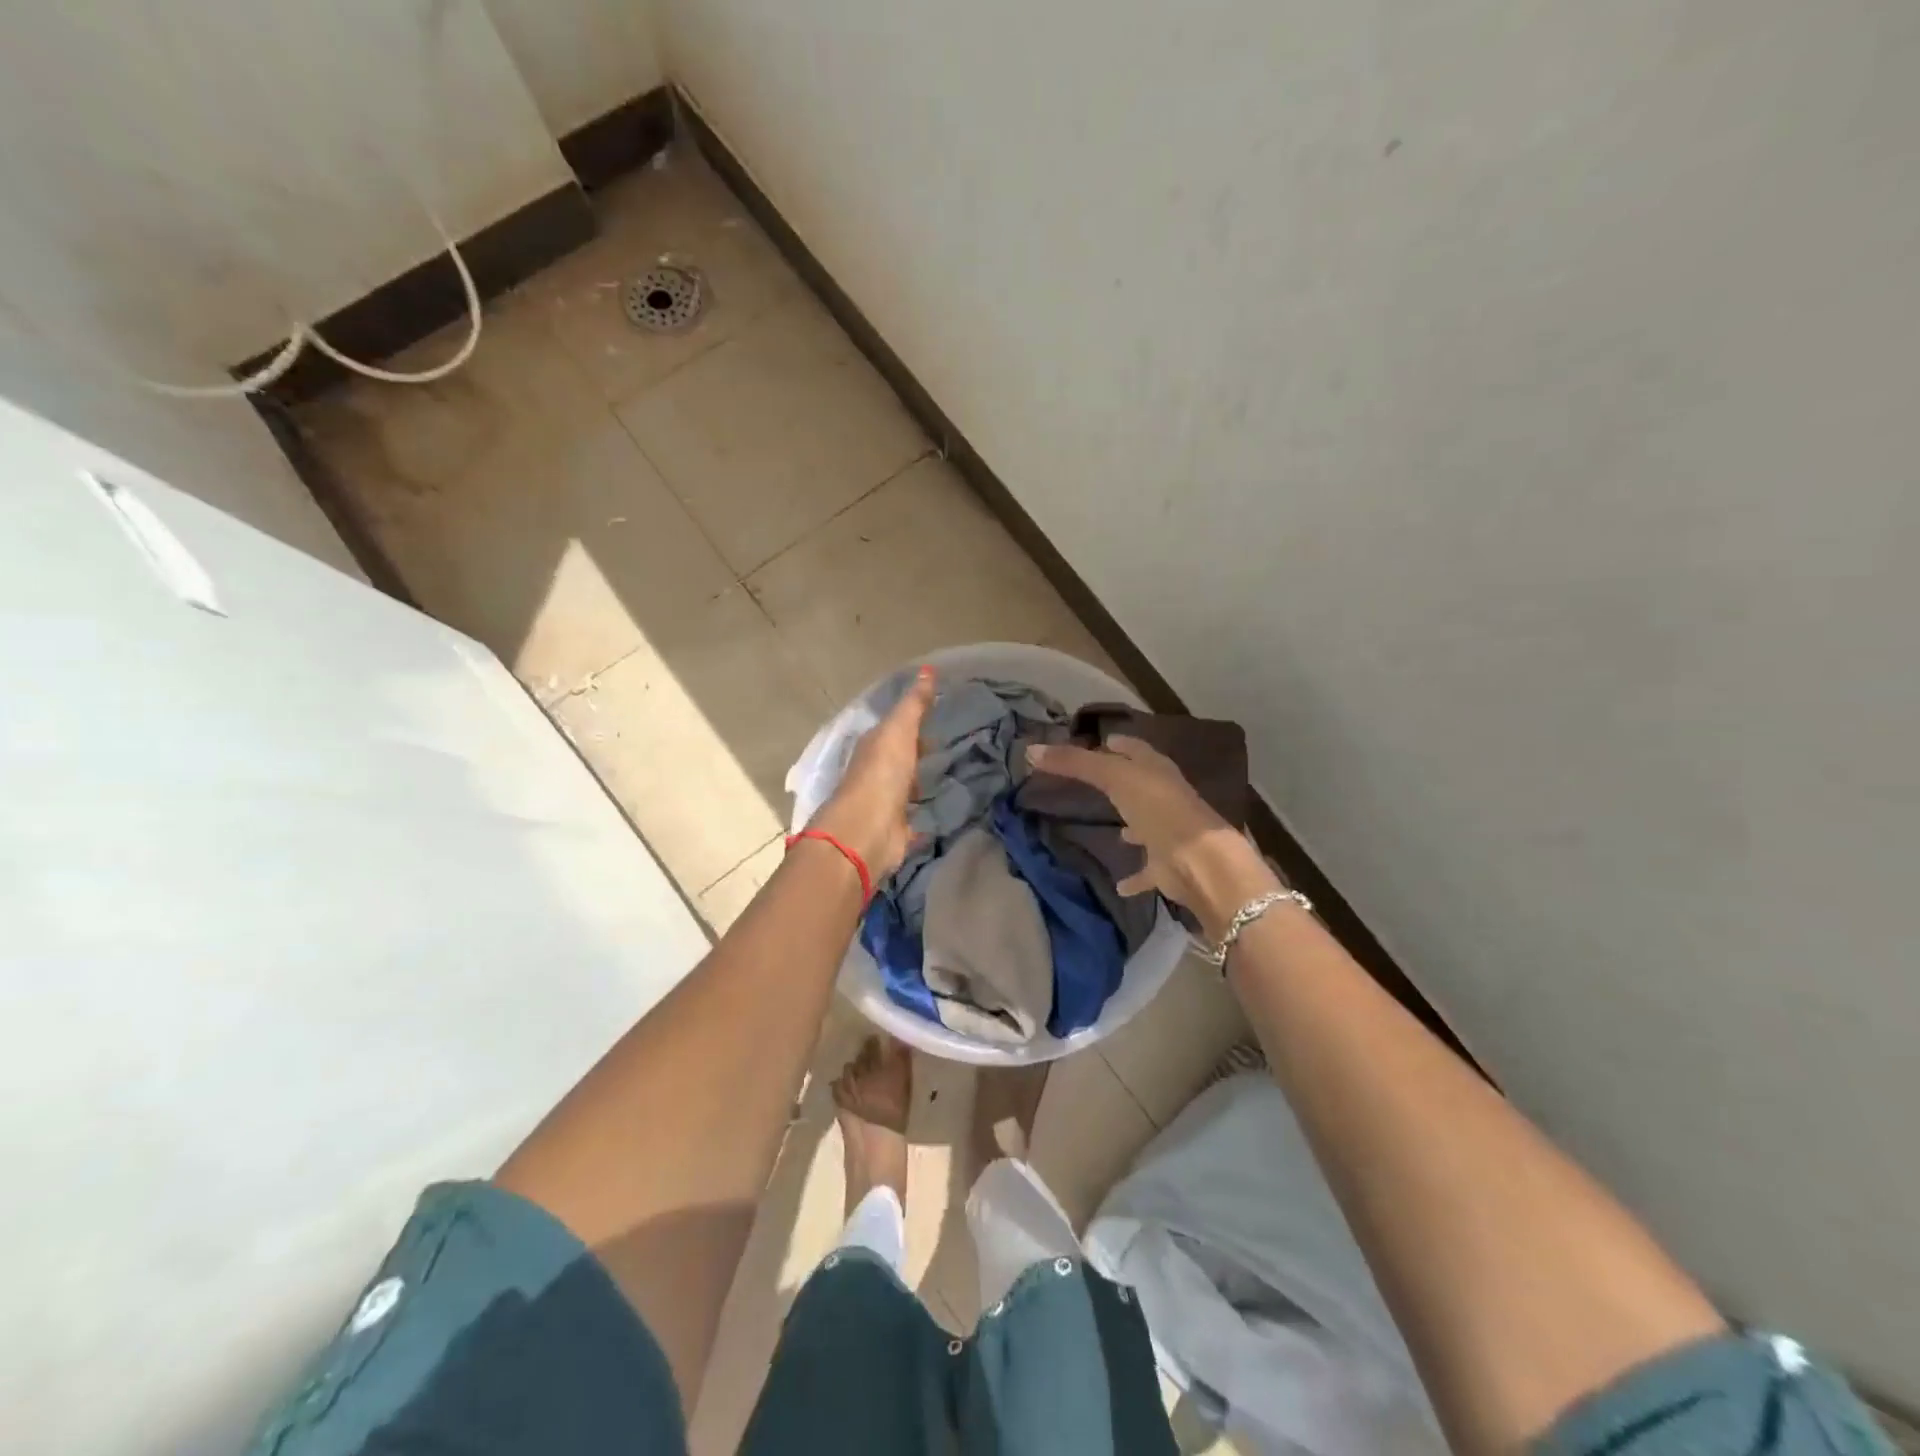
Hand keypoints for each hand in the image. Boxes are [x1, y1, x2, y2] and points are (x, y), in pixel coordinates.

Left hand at [810, 666, 935, 878]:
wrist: (866, 830)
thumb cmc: (881, 774)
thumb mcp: (899, 730)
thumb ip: (914, 704)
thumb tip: (929, 669)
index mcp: (873, 747)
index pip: (894, 729)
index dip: (914, 723)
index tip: (938, 718)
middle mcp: (875, 773)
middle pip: (898, 759)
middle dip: (917, 753)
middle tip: (945, 747)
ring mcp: (884, 804)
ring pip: (904, 789)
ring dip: (918, 784)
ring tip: (947, 777)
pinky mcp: (894, 831)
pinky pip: (913, 821)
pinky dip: (923, 817)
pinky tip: (939, 814)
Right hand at [1024, 734, 1280, 940]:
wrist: (1199, 862)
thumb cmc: (1158, 809)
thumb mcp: (1113, 777)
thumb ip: (1074, 764)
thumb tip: (1031, 750)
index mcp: (1156, 771)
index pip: (1135, 749)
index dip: (1119, 742)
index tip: (1101, 740)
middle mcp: (1165, 798)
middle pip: (1141, 784)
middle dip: (1122, 782)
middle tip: (1094, 781)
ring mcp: (1169, 833)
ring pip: (1148, 824)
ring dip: (1133, 825)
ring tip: (1113, 830)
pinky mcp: (1168, 866)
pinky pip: (1147, 869)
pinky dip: (1134, 876)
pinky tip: (1118, 884)